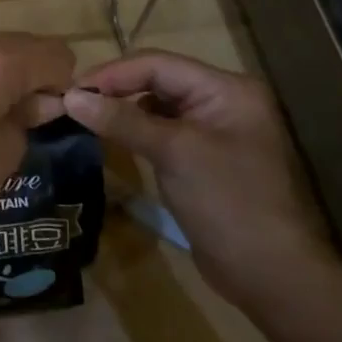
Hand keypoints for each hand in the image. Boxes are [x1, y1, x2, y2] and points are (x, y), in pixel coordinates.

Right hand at [62, 50, 336, 312]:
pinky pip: (162, 131)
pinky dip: (134, 131)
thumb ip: (121, 120)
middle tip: (73, 102)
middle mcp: (223, 101)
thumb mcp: (173, 153)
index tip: (72, 90)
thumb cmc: (228, 202)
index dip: (112, 73)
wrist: (272, 276)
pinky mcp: (203, 158)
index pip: (158, 64)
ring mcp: (214, 130)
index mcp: (227, 89)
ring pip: (156, 105)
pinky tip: (111, 137)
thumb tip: (70, 97)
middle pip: (157, 80)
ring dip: (122, 109)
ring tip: (84, 116)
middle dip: (115, 88)